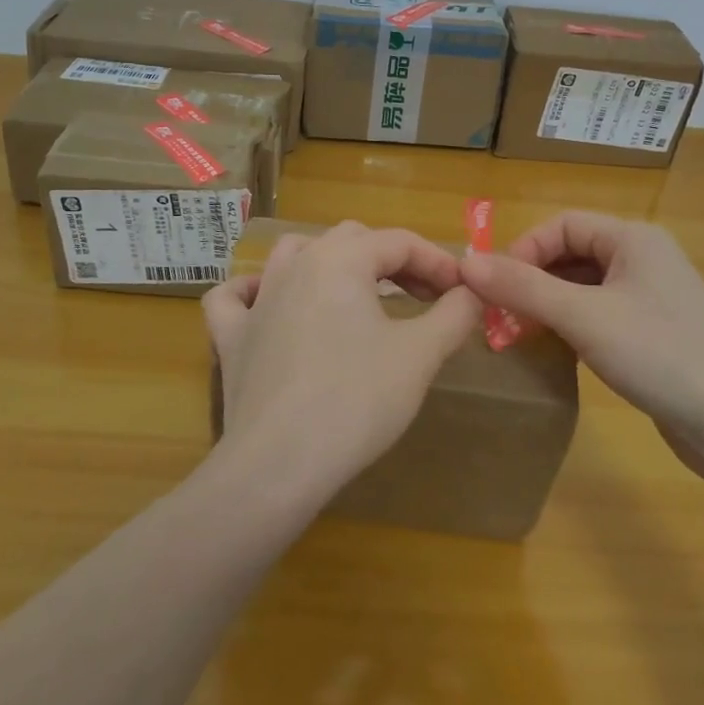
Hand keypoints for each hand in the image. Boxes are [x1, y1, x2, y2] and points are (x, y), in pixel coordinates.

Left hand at [202, 221, 482, 505]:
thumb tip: (472, 293)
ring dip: (330, 263)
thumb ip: (454, 315)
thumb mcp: (420, 355)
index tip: (463, 292)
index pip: (400, 242)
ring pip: (294, 254)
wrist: (279, 463)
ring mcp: (257, 300)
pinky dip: (254, 293)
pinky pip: (235, 298)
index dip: (438, 261)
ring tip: (356, 291)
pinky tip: (269, 305)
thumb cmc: (356, 401)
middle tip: (424, 298)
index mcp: (341, 259)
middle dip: (393, 261)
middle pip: (352, 240)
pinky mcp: (231, 338)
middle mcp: (295, 266)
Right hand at [459, 212, 703, 439]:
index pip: (563, 224)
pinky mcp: (656, 332)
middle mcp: (645, 258)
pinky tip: (558, 349)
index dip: (523, 249)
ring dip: (550, 303)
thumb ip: (523, 287)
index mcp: (634, 238)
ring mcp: (653, 297)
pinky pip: (601, 313)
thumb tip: (466, 263)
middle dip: (533, 278)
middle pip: (573, 253)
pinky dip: (573, 324)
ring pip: (585, 286)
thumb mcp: (583, 317)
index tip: (493, 288)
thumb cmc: (661, 355)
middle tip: (500, 314)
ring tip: (520, 332)